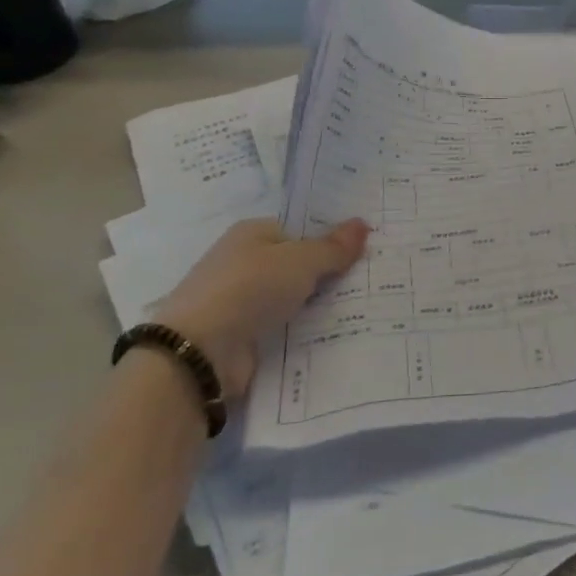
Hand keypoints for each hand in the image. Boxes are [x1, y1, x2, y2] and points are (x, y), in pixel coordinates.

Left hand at [150, 218, 367, 400]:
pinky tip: (338, 334)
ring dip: (320, 305)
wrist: (200, 352)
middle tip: (375, 278)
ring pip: (293, 298)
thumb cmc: (250, 289)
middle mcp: (244, 263)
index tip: (367, 249)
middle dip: (331, 273)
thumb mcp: (301, 261)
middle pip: (298, 265)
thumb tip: (363, 224)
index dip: (331, 238)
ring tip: (369, 308)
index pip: (300, 230)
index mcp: (252, 233)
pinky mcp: (243, 336)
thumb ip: (333, 247)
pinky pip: (285, 328)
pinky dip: (306, 331)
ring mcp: (242, 301)